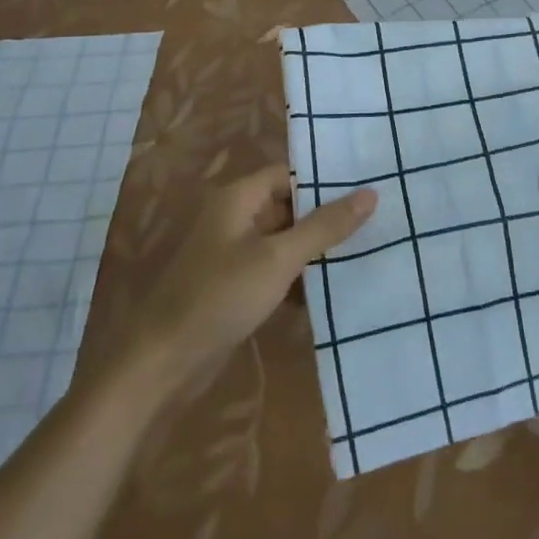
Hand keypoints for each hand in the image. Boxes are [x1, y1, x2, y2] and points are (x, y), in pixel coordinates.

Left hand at [127, 164, 375, 394]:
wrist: (163, 363)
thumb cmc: (220, 296)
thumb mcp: (278, 258)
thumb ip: (324, 226)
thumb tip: (370, 193)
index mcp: (239, 198)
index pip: (289, 175)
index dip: (324, 181)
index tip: (366, 188)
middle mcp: (235, 217)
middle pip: (288, 206)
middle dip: (325, 217)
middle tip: (375, 221)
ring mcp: (233, 254)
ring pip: (284, 241)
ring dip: (315, 250)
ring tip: (365, 251)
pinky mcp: (235, 286)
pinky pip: (275, 270)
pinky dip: (299, 277)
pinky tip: (333, 289)